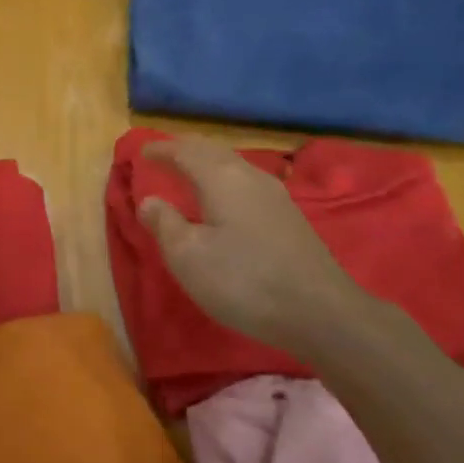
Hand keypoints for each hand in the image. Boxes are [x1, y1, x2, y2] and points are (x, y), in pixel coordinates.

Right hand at [139, 137, 369, 356]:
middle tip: (163, 155)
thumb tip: (149, 201)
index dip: (161, 149)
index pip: (184, 151)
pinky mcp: (290, 216)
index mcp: (220, 177)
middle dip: (184, 150)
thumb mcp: (188, 257)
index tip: (141, 152)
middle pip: (211, 150)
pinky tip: (225, 199)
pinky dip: (224, 178)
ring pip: (232, 165)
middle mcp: (248, 175)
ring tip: (189, 173)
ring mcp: (275, 194)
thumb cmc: (244, 280)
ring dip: (206, 163)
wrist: (322, 313)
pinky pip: (246, 181)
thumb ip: (164, 224)